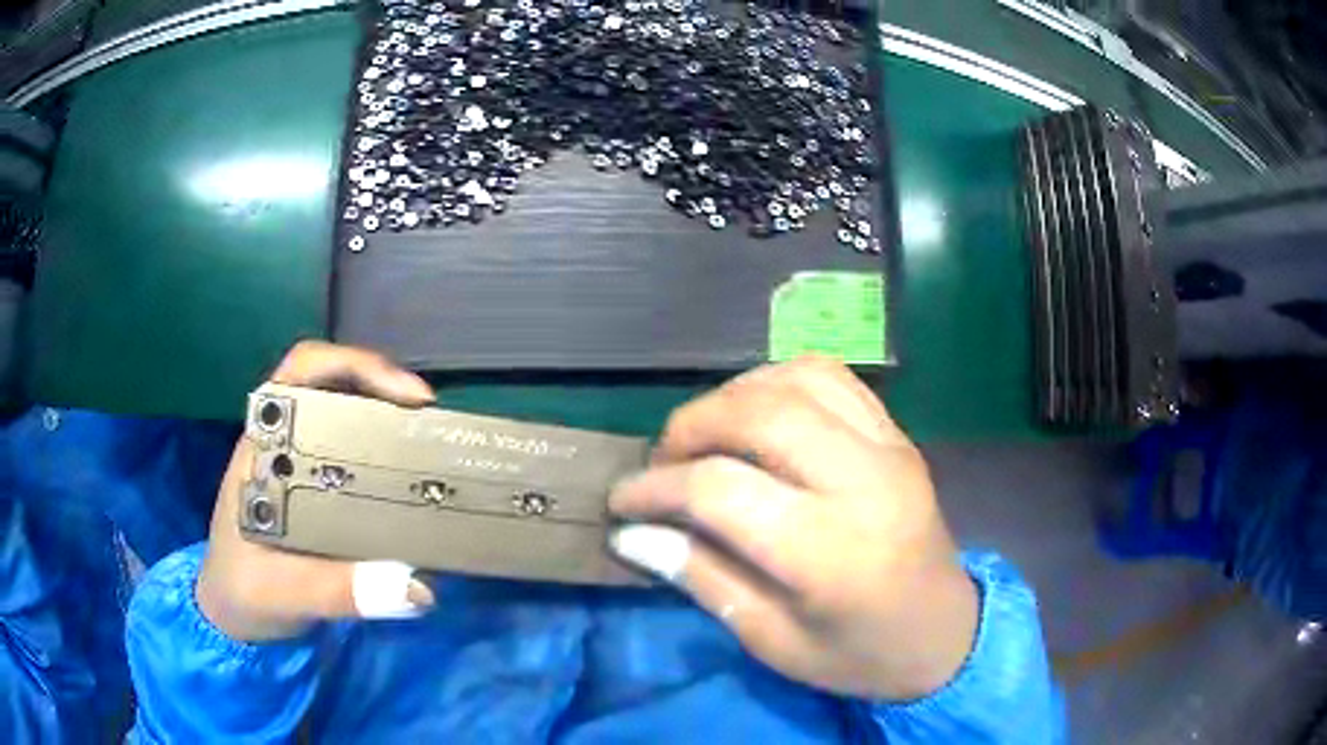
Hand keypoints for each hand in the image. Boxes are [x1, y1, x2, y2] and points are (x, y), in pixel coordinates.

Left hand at [196, 341, 438, 641]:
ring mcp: (299, 466)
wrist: (234, 614)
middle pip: (334, 386)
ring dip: (389, 423)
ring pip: (346, 419)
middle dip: (385, 391)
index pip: (303, 373)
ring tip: (433, 448)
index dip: (356, 366)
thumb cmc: (244, 592)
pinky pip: (354, 461)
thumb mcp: (284, 593)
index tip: (409, 396)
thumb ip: (339, 591)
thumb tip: (419, 587)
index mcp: (264, 446)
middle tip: (433, 424)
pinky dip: (387, 461)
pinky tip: (413, 486)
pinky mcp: (315, 493)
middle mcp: (283, 443)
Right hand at [609, 357, 977, 700]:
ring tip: (706, 436)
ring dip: (733, 395)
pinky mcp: (897, 434)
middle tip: (661, 462)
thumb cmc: (857, 655)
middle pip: (759, 414)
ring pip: (795, 379)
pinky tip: (758, 413)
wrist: (942, 633)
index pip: (720, 490)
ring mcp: (887, 447)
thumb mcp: (771, 641)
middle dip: (690, 427)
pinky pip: (832, 376)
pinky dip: (780, 380)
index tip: (622, 502)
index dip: (656, 489)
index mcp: (829, 551)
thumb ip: (702, 579)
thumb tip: (632, 534)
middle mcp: (862, 482)